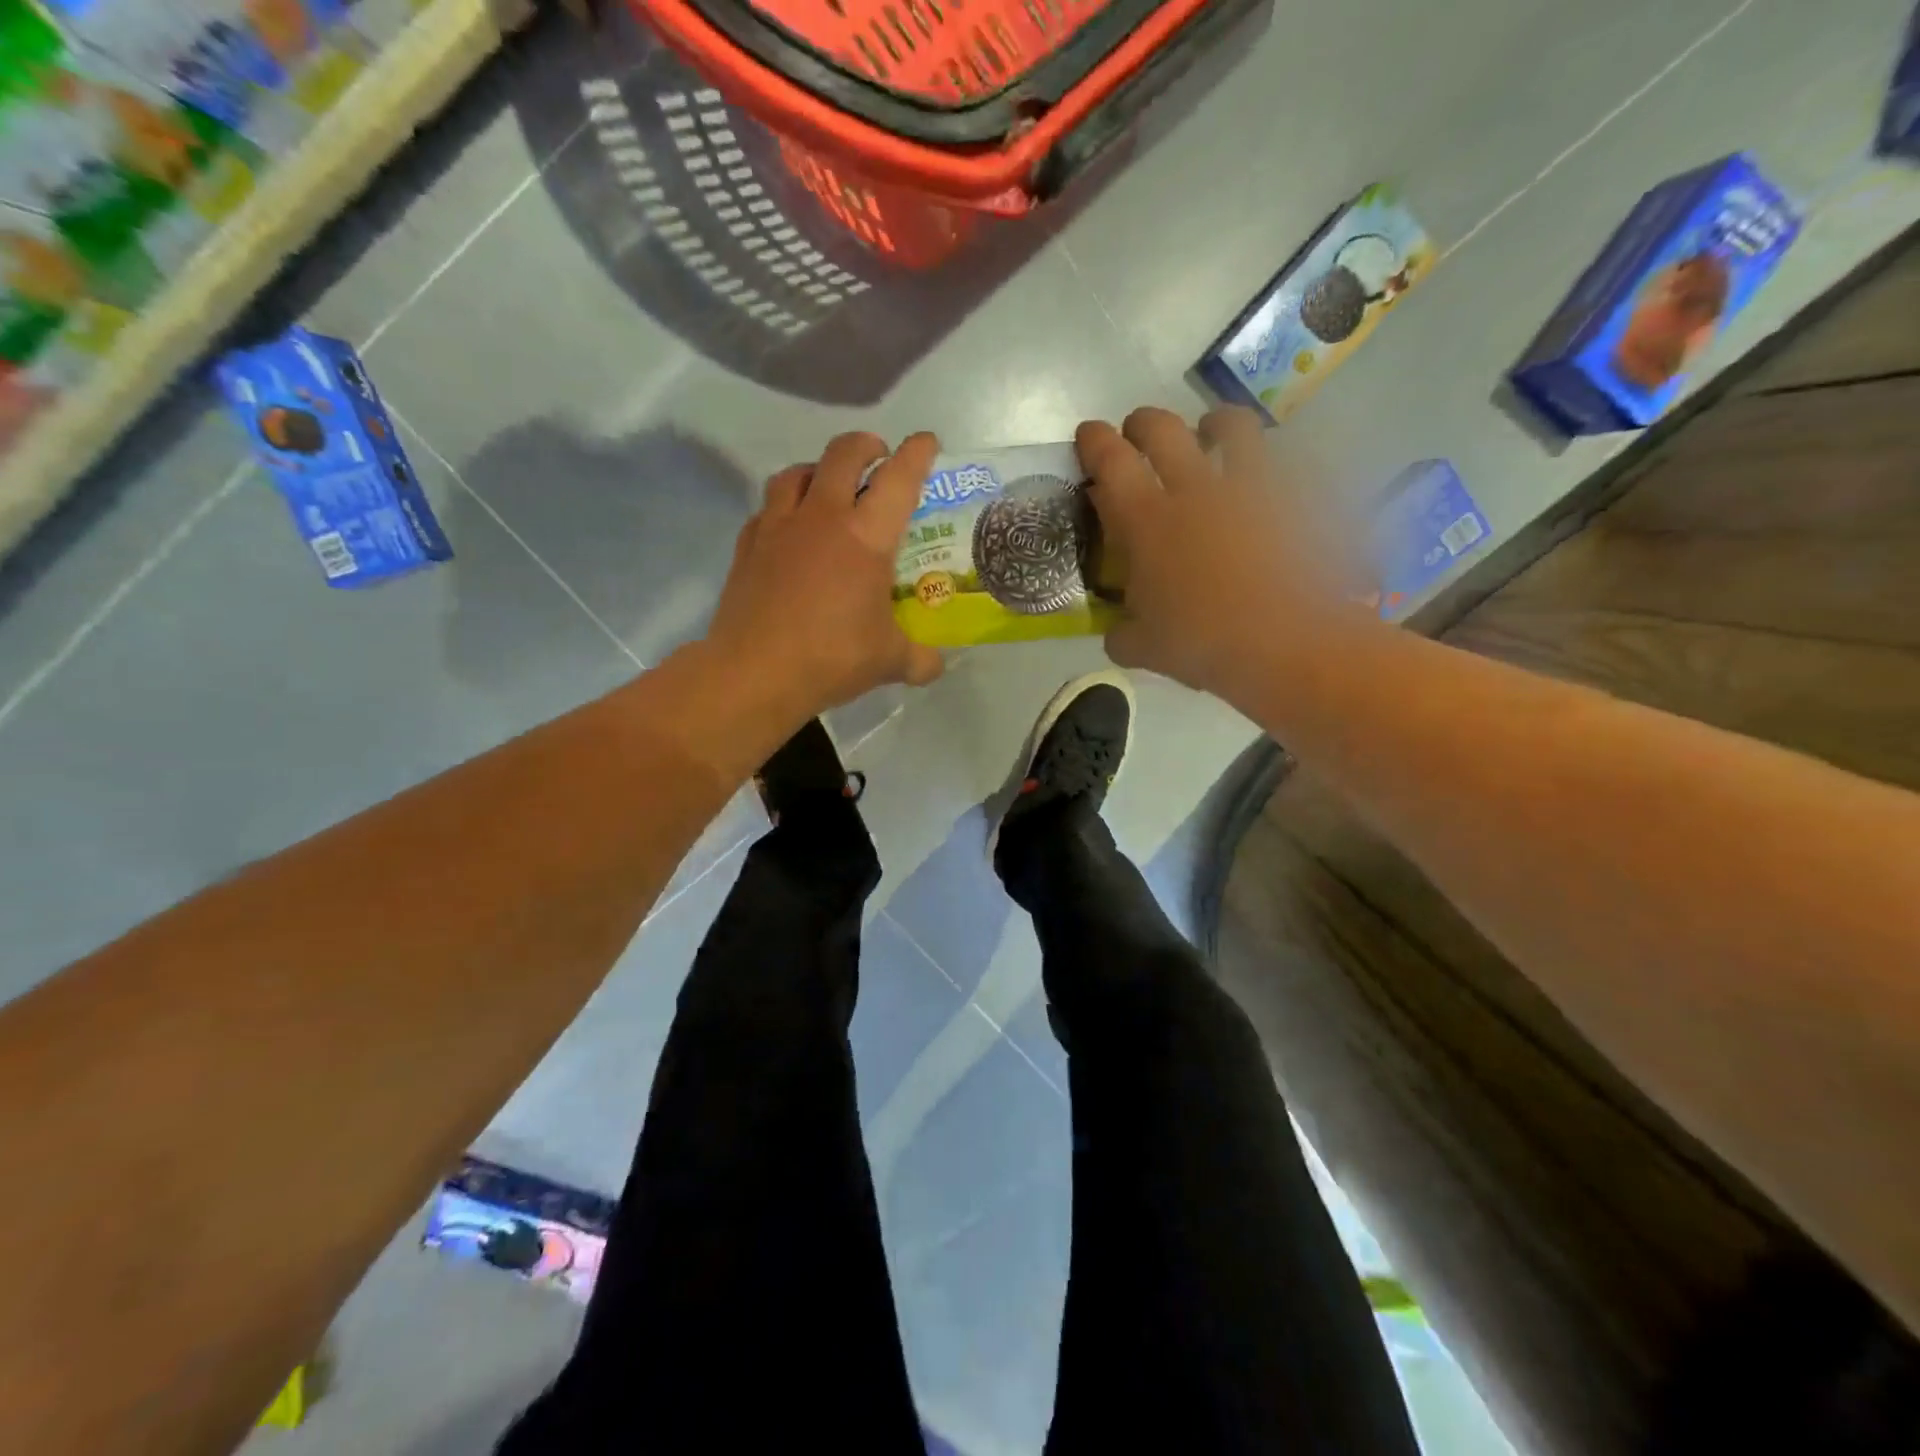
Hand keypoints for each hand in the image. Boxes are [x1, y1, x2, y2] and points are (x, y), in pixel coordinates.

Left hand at [704, 431, 944, 724]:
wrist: (754, 673)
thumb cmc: (831, 658)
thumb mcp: (889, 662)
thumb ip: (920, 659)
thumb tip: (935, 665)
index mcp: (866, 536)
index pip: (899, 478)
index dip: (917, 453)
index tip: (927, 442)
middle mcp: (822, 517)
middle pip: (842, 453)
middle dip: (866, 445)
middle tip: (878, 458)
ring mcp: (778, 526)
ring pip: (797, 472)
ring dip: (819, 470)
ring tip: (828, 487)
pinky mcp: (748, 545)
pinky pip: (768, 508)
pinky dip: (785, 507)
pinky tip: (791, 531)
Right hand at [1077, 406, 1358, 703]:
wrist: (1288, 642)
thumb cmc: (1204, 644)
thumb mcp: (1145, 649)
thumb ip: (1122, 633)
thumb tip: (1117, 633)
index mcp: (1147, 522)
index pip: (1110, 462)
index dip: (1094, 442)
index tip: (1088, 434)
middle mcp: (1194, 490)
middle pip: (1162, 429)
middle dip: (1142, 423)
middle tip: (1136, 433)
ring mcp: (1250, 488)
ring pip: (1232, 427)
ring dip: (1214, 423)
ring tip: (1212, 432)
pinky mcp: (1297, 499)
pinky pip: (1283, 464)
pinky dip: (1270, 466)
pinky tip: (1269, 485)